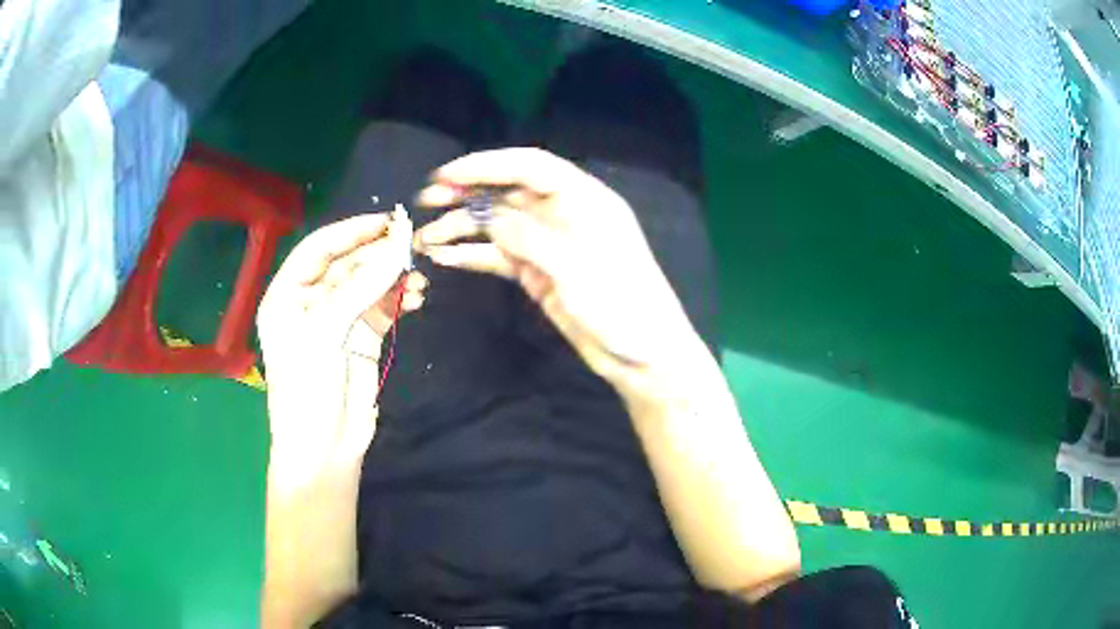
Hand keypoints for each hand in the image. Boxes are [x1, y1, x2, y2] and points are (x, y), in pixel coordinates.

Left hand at [257, 208, 425, 480]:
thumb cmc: (308, 387)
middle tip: (411, 244)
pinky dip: (400, 299)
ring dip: (393, 276)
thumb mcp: (326, 332)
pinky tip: (418, 296)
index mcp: (287, 294)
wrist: (324, 448)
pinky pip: (383, 307)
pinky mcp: (363, 338)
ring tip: (418, 277)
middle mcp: (312, 301)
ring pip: (368, 284)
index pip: (318, 249)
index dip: (351, 232)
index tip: (386, 222)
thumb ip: (362, 288)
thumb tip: (398, 247)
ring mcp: (339, 320)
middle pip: (347, 264)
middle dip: (377, 254)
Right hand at [414, 149, 696, 385]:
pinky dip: (473, 255)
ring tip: (424, 238)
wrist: (642, 356)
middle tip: (426, 199)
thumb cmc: (623, 306)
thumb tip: (486, 217)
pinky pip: (500, 256)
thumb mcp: (577, 269)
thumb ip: (530, 238)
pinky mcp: (539, 273)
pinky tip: (445, 258)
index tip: (447, 174)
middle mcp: (562, 214)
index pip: (530, 167)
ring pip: (498, 226)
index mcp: (583, 199)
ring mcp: (548, 245)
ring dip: (462, 228)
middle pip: (507, 193)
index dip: (488, 164)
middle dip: (466, 193)